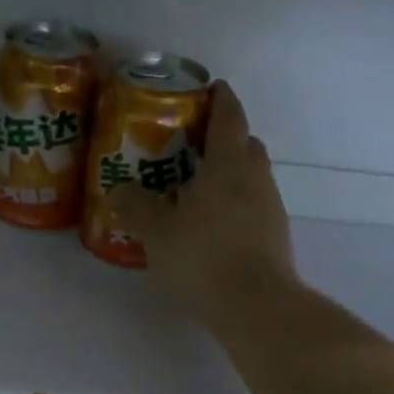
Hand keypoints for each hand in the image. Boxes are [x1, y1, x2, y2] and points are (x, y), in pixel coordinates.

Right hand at [112, 81, 296, 316]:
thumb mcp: (157, 231)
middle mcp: (256, 179)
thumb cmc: (203, 256)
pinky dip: (235, 204)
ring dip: (230, 175)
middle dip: (225, 138)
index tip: (211, 87)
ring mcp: (271, 209)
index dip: (221, 99)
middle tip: (193, 144)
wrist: (256, 306)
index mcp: (229, 164)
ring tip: (196, 189)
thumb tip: (118, 188)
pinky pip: (253, 207)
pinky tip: (212, 226)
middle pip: (246, 145)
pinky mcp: (275, 238)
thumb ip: (136, 206)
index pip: (230, 117)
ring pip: (252, 178)